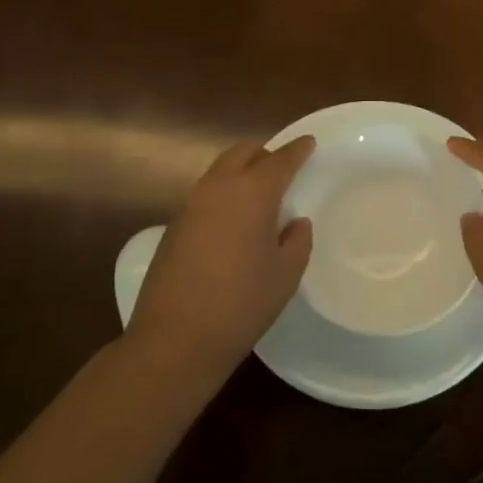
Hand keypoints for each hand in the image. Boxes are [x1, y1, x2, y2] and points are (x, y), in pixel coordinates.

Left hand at [127, 137, 314, 381]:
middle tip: (283, 169)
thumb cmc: (242, 304)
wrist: (175, 339)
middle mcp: (218, 188)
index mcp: (252, 193)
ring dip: (241, 173)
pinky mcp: (173, 227)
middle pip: (242, 153)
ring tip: (259, 196)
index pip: (280, 160)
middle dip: (265, 154)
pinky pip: (205, 195)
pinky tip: (233, 222)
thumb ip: (297, 240)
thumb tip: (295, 222)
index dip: (297, 149)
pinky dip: (223, 194)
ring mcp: (190, 206)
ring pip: (220, 171)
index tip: (309, 143)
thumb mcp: (285, 274)